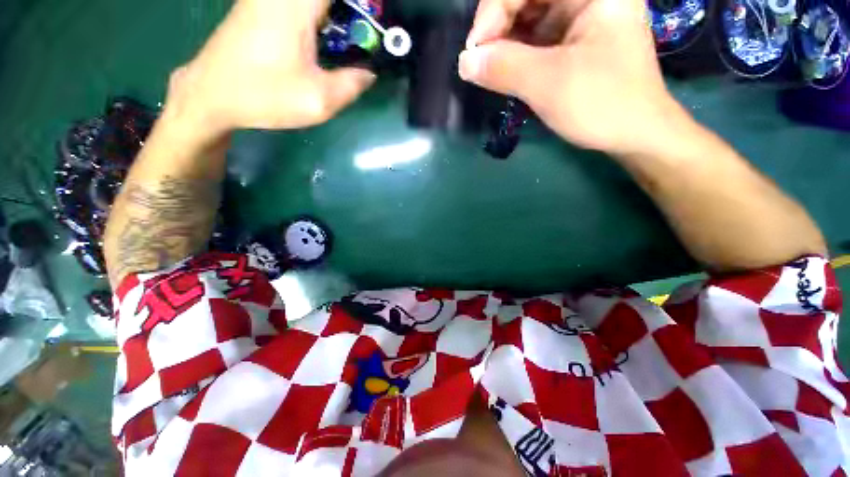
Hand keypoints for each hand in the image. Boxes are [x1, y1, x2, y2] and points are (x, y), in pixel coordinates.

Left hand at [166, 0, 374, 137]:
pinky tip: (322, 43)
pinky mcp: (261, 7)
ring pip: (315, 5)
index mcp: (297, 5)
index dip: (364, 7)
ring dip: (337, 19)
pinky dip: (319, 20)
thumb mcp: (318, 100)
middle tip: (363, 42)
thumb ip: (352, 85)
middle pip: (330, 2)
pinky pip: (300, 7)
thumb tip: (369, 72)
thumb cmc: (264, 96)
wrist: (210, 95)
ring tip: (348, 45)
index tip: (376, 25)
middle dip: (352, 15)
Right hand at [459, 0, 681, 154]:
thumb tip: (464, 62)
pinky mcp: (577, 37)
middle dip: (498, 28)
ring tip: (493, 71)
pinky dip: (518, 53)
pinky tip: (509, 71)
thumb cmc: (601, 103)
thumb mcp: (548, 84)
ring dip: (506, 43)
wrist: (635, 132)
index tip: (475, 54)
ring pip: (529, 16)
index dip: (492, 12)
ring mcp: (583, 15)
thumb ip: (503, 68)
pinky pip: (538, 35)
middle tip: (482, 63)